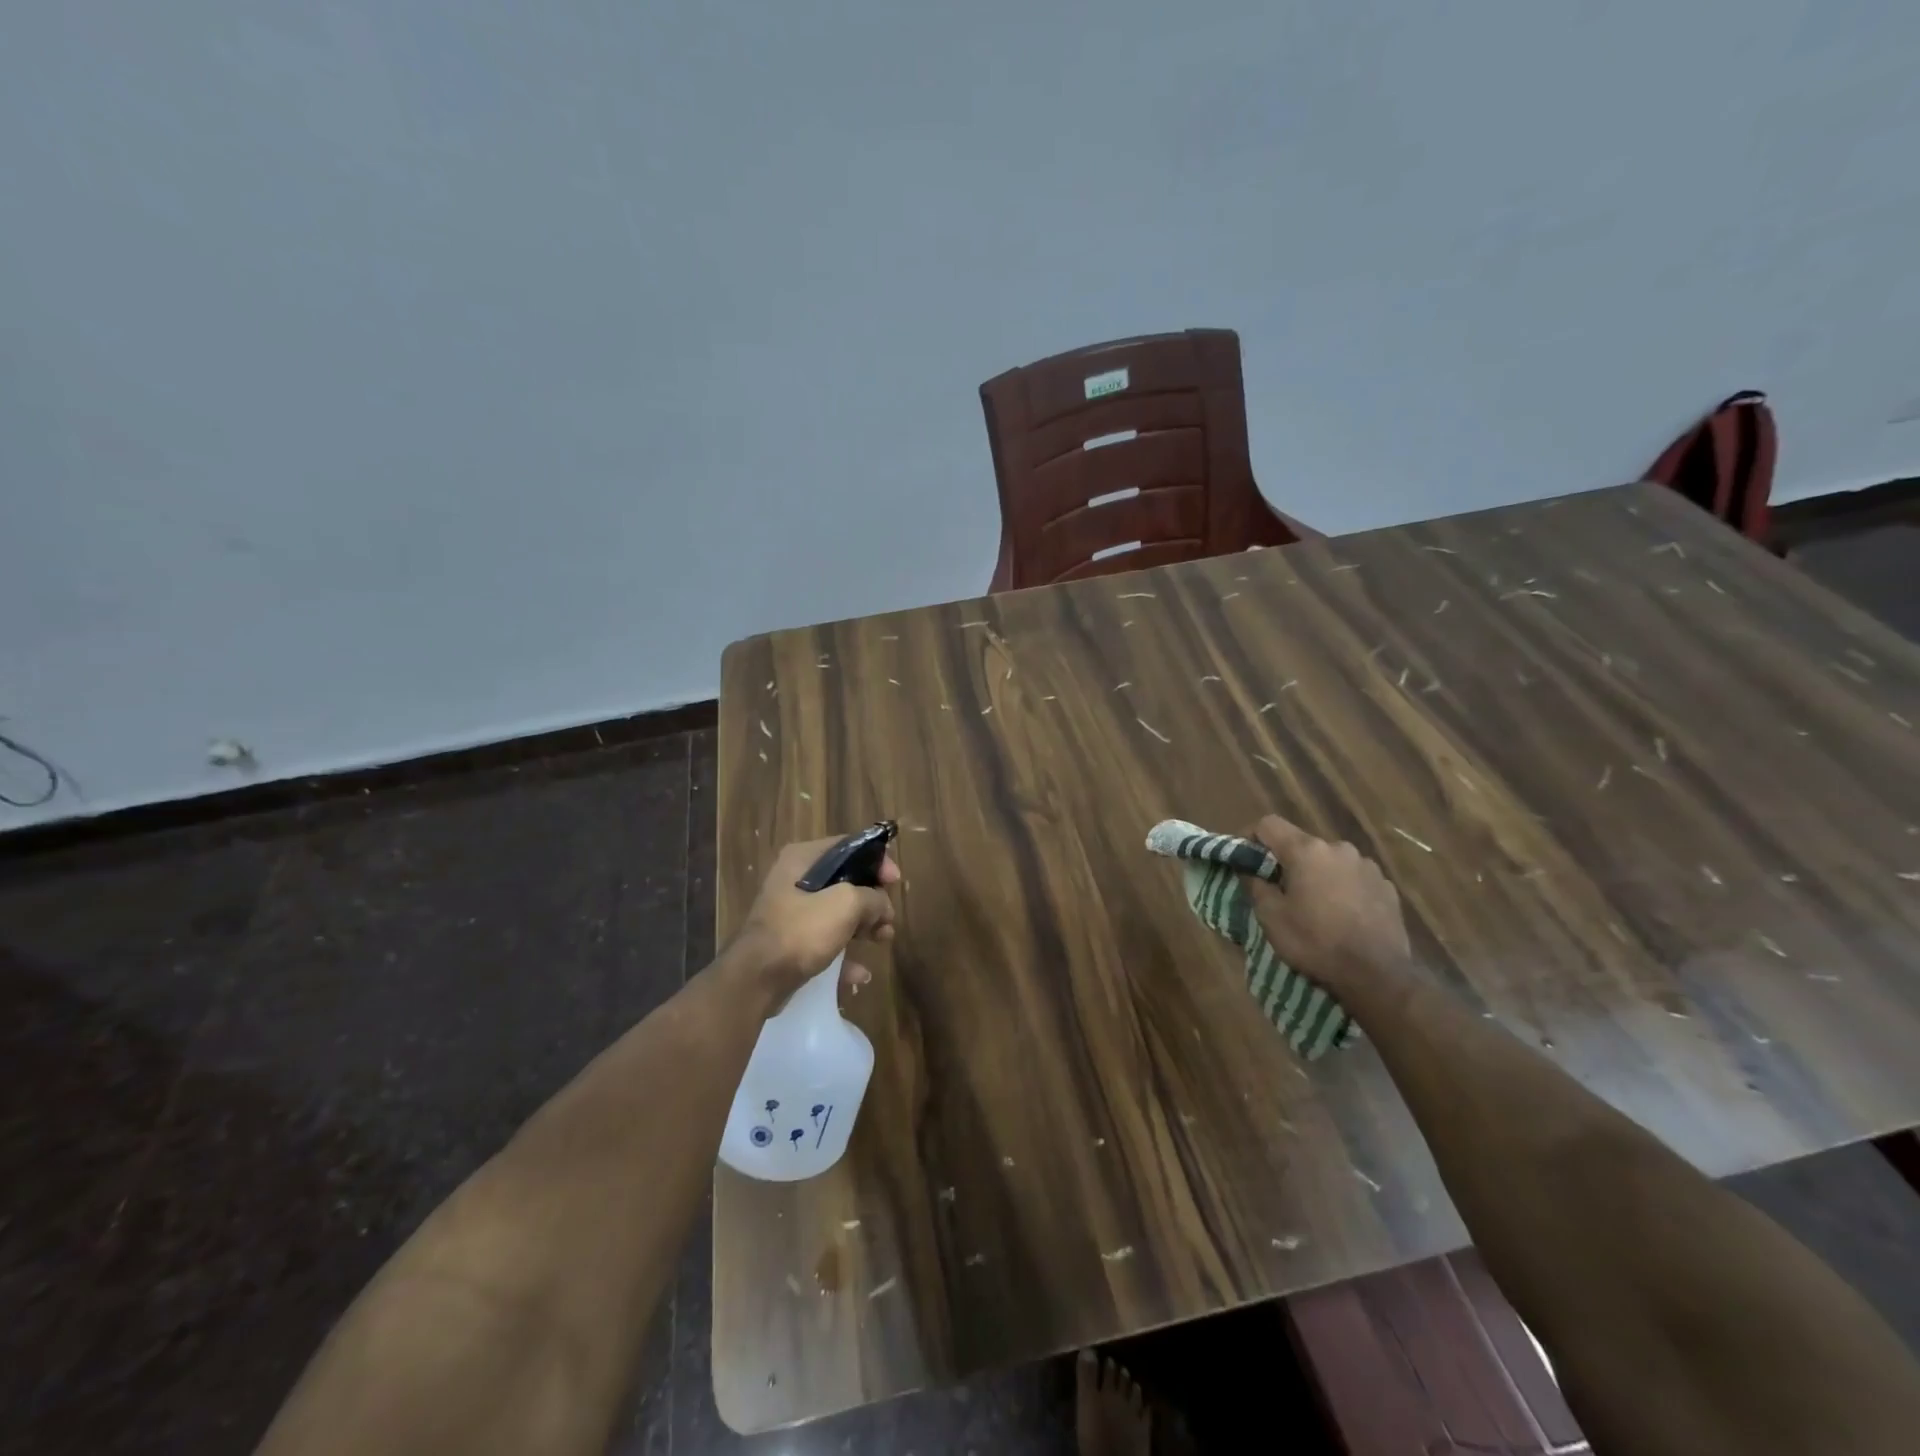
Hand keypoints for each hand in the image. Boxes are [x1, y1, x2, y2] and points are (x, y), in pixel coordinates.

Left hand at [731, 834, 899, 1004]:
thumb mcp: (845, 905)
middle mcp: (794, 879)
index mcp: (802, 859)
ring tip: (883, 940)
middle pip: (845, 881)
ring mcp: (791, 912)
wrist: (756, 980)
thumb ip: (872, 898)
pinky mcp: (791, 942)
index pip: (848, 846)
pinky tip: (860, 974)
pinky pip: (825, 942)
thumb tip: (882, 906)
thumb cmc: (801, 931)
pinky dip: (844, 955)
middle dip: (872, 900)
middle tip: (888, 918)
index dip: (876, 861)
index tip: (895, 881)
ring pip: (838, 913)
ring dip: (864, 926)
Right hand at [1240, 813, 1410, 987]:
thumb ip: (1256, 886)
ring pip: (1330, 861)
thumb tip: (1249, 870)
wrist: (1378, 975)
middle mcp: (1338, 848)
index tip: (1244, 859)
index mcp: (1307, 851)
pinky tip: (1343, 915)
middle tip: (1279, 890)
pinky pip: (1354, 878)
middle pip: (1302, 844)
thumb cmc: (1316, 942)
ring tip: (1315, 905)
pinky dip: (1342, 888)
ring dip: (1317, 874)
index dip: (1251, 837)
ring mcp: (1367, 866)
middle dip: (1287, 861)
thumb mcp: (1271, 918)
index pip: (1269, 824)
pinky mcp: (1387, 886)